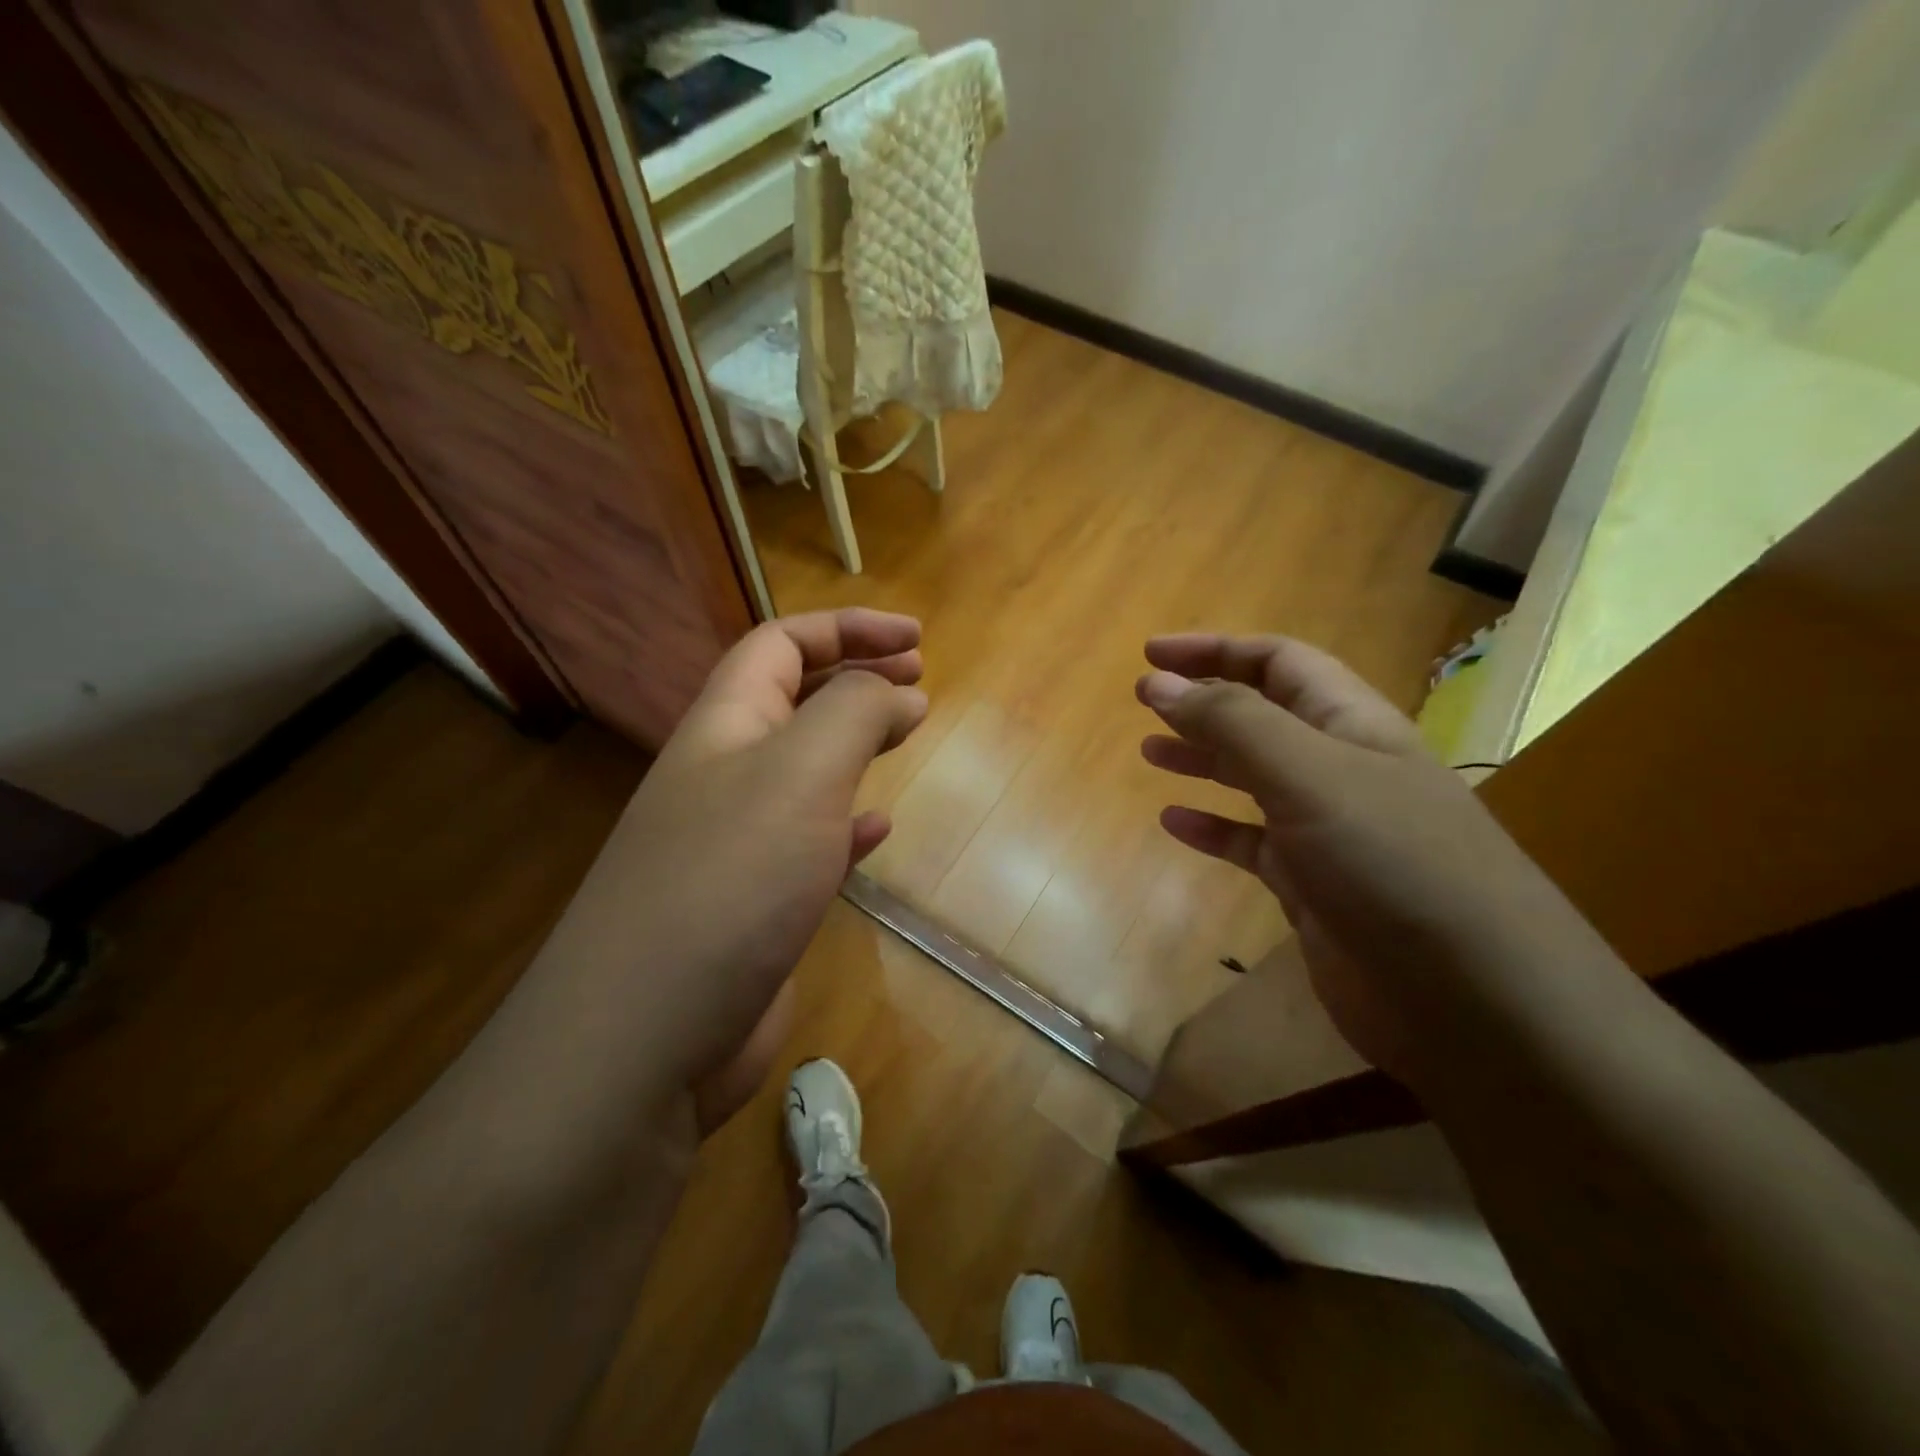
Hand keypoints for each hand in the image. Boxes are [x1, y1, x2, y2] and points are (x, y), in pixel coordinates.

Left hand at [533, 609, 925, 1132]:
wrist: (644, 1037)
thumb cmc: (731, 878)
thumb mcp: (801, 771)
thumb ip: (855, 713)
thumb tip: (900, 691)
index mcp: (724, 726)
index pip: (780, 644)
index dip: (847, 628)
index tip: (917, 640)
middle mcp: (723, 774)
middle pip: (791, 699)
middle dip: (855, 676)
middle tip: (918, 676)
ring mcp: (734, 843)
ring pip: (802, 769)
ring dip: (853, 743)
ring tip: (903, 734)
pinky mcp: (752, 904)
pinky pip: (808, 840)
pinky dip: (845, 821)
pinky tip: (876, 828)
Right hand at [1136, 633, 1603, 1081]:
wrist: (1473, 1002)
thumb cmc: (1393, 864)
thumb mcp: (1310, 775)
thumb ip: (1233, 723)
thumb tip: (1159, 680)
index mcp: (1352, 725)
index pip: (1279, 662)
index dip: (1215, 649)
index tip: (1150, 653)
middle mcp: (1342, 769)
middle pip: (1264, 715)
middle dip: (1204, 700)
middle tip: (1144, 699)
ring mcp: (1329, 831)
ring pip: (1254, 777)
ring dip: (1203, 758)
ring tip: (1150, 752)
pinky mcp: (1315, 888)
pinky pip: (1252, 843)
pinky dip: (1213, 829)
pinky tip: (1175, 824)